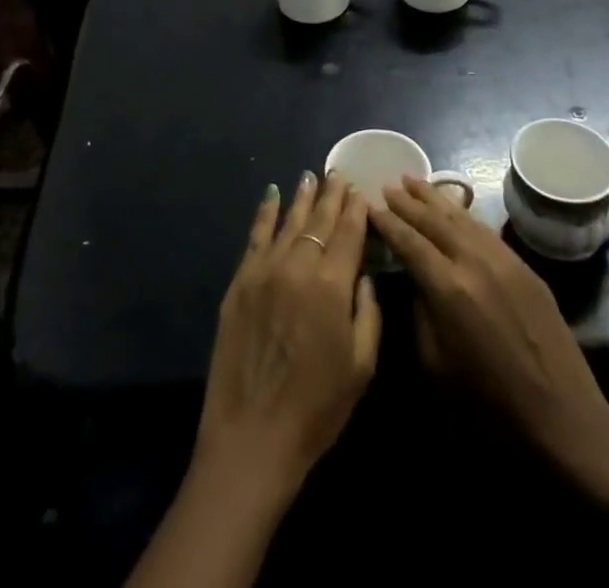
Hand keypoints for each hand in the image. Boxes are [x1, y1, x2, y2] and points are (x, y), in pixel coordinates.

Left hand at [195, 172, 381, 494]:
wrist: (253, 434)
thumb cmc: (317, 408)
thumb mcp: (361, 367)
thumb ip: (368, 313)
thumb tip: (363, 274)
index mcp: (332, 286)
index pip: (347, 234)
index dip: (355, 210)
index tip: (360, 189)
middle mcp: (298, 266)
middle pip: (318, 221)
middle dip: (331, 196)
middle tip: (338, 174)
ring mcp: (265, 270)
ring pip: (288, 222)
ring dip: (301, 198)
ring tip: (311, 177)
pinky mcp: (240, 280)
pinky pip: (256, 236)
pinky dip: (265, 212)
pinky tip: (271, 195)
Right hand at [370, 176, 608, 468]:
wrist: (564, 419)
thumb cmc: (491, 405)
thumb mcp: (436, 366)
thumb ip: (420, 314)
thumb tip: (416, 283)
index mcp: (449, 289)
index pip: (409, 242)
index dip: (387, 222)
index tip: (369, 206)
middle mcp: (475, 262)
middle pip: (434, 220)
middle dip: (408, 201)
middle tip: (387, 185)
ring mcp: (504, 261)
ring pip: (462, 217)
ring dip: (435, 198)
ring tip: (414, 181)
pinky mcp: (525, 267)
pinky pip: (485, 230)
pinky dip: (464, 214)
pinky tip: (453, 207)